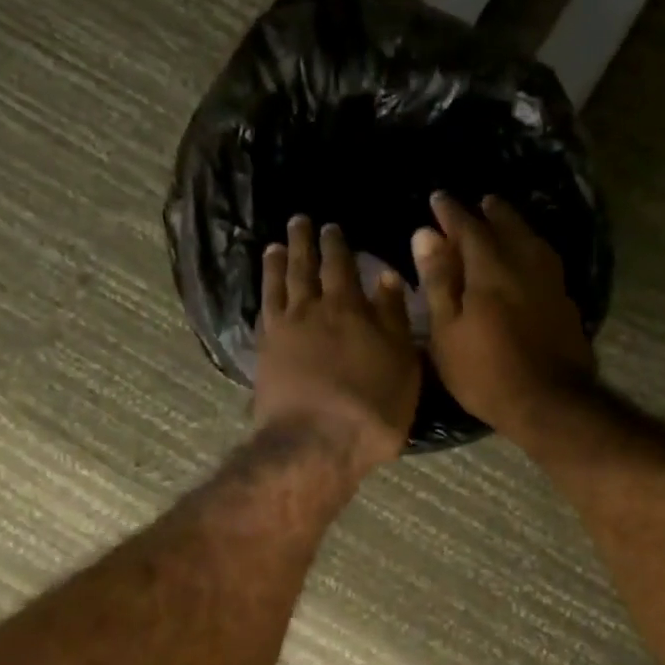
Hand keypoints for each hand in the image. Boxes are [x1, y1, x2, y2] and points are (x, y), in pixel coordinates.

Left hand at [255, 216, 420, 475]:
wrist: (316, 443)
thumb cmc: (373, 406)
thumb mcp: (402, 362)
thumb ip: (393, 317)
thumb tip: (386, 277)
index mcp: (349, 308)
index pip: (341, 265)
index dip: (336, 245)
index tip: (331, 227)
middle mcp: (311, 310)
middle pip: (304, 268)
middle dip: (303, 243)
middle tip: (299, 222)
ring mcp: (283, 332)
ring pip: (278, 286)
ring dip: (277, 263)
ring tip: (275, 247)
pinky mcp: (263, 355)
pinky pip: (262, 313)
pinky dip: (264, 296)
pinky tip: (264, 292)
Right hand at [412, 193, 596, 436]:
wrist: (549, 402)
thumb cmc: (485, 372)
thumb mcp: (447, 331)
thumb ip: (438, 280)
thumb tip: (424, 234)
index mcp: (490, 268)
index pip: (468, 227)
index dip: (451, 212)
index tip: (438, 199)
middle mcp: (524, 264)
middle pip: (508, 226)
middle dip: (490, 212)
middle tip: (480, 203)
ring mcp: (551, 283)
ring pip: (533, 241)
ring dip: (516, 226)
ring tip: (505, 222)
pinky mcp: (566, 302)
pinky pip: (546, 261)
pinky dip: (532, 250)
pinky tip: (529, 259)